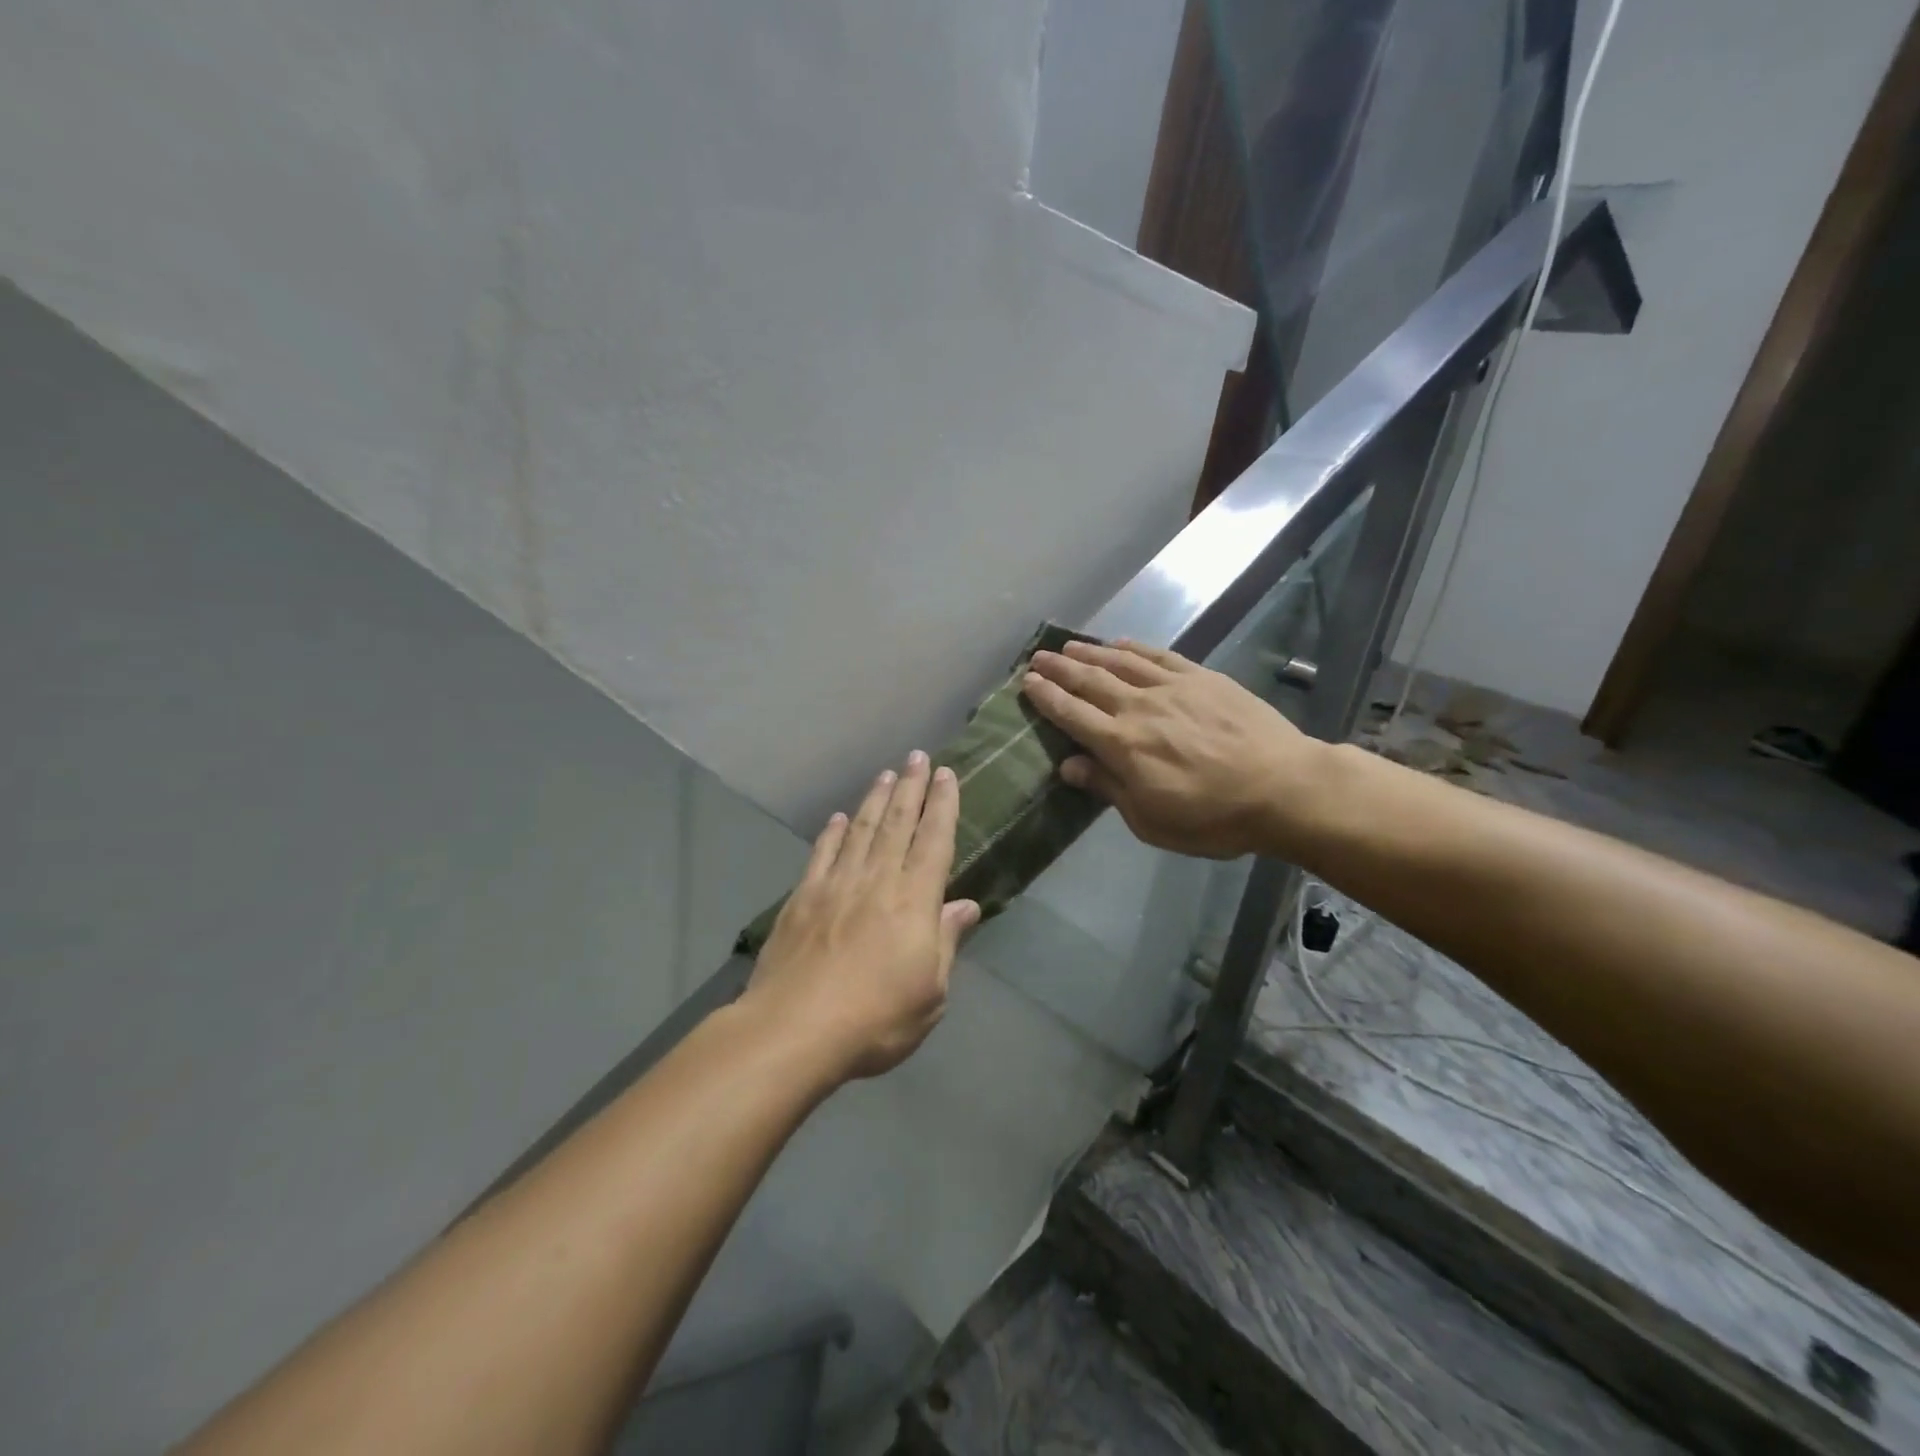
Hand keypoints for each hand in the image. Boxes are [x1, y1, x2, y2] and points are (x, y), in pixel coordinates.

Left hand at [742, 752, 980, 1081]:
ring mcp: (836, 885)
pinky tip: (839, 818)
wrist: (795, 1029)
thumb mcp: (931, 992)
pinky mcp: (802, 898)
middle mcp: (877, 880)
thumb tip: (966, 905)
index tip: (945, 774)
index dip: (942, 805)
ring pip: (861, 830)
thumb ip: (947, 942)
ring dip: (874, 799)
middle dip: (910, 787)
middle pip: (897, 823)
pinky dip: (833, 833)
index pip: (934, 840)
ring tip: (885, 774)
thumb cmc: (876, 1019)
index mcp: (914, 900)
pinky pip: (822, 854)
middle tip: (916, 756)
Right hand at [1022, 639, 1321, 859]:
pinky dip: (1134, 648)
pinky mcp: (1202, 678)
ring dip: (1089, 652)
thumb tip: (1068, 764)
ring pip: (1120, 663)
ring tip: (1068, 645)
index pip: (1072, 714)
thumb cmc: (1213, 817)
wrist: (1284, 788)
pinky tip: (1119, 643)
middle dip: (1059, 668)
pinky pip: (1159, 656)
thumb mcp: (1151, 820)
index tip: (1027, 683)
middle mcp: (1139, 708)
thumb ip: (1108, 787)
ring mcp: (1172, 688)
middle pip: (1089, 681)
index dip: (1046, 697)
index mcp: (1122, 745)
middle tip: (1038, 657)